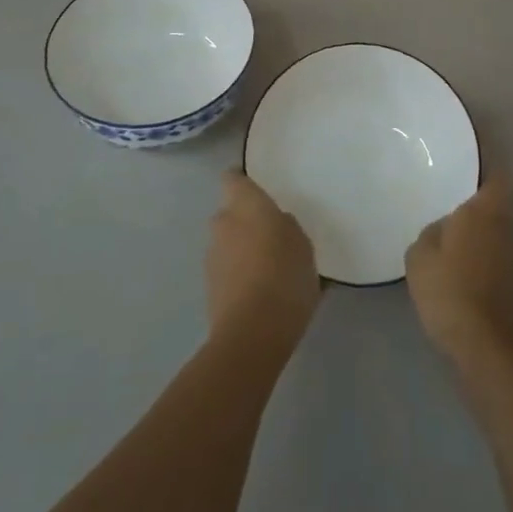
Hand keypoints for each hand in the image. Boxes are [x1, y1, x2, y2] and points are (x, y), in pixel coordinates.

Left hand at [206, 171, 319, 349]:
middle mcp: (223, 223)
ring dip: (242, 250)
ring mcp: (212, 256)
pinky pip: (227, 270)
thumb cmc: (284, 276)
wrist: (252, 333)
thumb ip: (288, 227)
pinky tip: (262, 294)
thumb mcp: (303, 245)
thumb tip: (278, 224)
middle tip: (273, 236)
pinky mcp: (209, 288)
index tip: (257, 189)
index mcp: (246, 205)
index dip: (242, 181)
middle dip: (246, 221)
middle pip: (231, 213)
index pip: (233, 179)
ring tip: (270, 270)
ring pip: (228, 243)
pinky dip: (240, 275)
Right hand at [406, 176, 512, 359]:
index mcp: (483, 211)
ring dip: (487, 231)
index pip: (497, 178)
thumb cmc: (447, 288)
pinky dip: (488, 256)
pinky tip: (468, 267)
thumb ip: (432, 231)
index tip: (475, 165)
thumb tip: (445, 227)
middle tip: (458, 203)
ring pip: (502, 231)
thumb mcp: (420, 255)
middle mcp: (506, 227)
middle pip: (501, 204)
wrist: (481, 342)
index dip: (490, 169)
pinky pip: (501, 256)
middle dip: (484, 202)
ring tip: (460, 236)